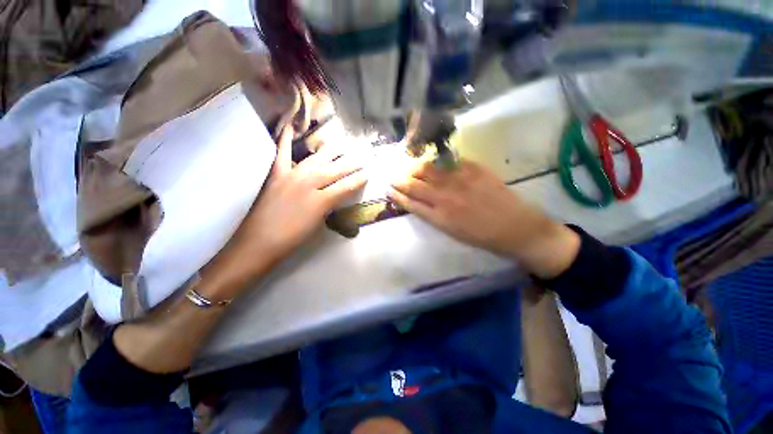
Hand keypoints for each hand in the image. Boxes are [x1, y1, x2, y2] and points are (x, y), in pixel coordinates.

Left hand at [219, 125, 367, 279]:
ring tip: (342, 142)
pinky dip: (284, 139)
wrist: (259, 242)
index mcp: (321, 201)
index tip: (368, 172)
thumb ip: (329, 206)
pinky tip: (289, 126)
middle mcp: (309, 184)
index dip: (358, 179)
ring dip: (330, 150)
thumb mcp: (318, 224)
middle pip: (335, 170)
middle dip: (351, 163)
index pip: (346, 186)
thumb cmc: (293, 238)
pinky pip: (281, 153)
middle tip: (362, 154)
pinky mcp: (276, 175)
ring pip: (315, 160)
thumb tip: (336, 195)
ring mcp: (292, 176)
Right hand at [388, 159, 578, 277]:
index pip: (410, 202)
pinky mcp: (474, 170)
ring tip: (407, 167)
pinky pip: (449, 162)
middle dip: (399, 180)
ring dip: (413, 168)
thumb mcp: (452, 232)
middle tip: (392, 176)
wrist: (516, 228)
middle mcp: (445, 197)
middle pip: (414, 185)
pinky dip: (436, 162)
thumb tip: (419, 201)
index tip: (389, 189)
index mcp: (439, 217)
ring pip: (428, 170)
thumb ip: (433, 215)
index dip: (397, 195)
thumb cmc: (482, 236)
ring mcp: (459, 181)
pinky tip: (431, 162)